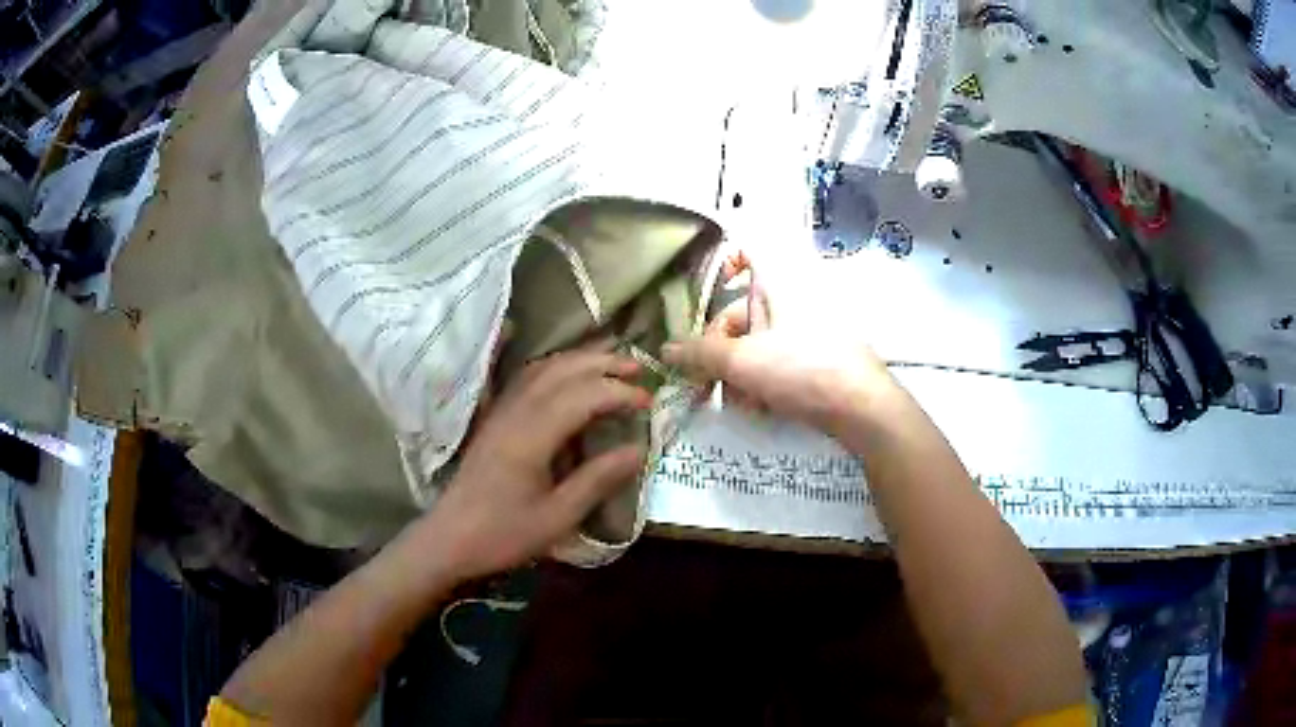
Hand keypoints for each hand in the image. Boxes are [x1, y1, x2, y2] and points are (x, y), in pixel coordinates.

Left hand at [415, 350, 650, 581]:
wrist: (449, 538)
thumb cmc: (504, 534)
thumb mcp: (558, 517)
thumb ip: (597, 480)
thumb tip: (639, 450)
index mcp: (532, 436)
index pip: (583, 395)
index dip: (619, 393)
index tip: (649, 403)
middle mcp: (516, 412)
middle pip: (562, 370)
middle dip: (603, 363)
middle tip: (639, 369)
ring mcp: (501, 412)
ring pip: (543, 368)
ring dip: (580, 360)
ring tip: (611, 363)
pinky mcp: (494, 419)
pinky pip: (528, 378)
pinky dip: (556, 368)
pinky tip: (569, 376)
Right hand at [662, 261, 896, 434]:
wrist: (863, 408)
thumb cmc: (802, 369)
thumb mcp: (742, 362)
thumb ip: (700, 355)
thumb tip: (664, 351)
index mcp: (778, 282)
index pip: (750, 249)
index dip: (727, 261)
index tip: (711, 290)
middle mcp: (794, 297)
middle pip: (744, 311)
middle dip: (722, 349)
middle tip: (708, 381)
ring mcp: (809, 328)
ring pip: (759, 342)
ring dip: (740, 372)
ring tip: (740, 403)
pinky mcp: (819, 356)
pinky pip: (780, 360)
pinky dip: (764, 380)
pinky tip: (761, 409)